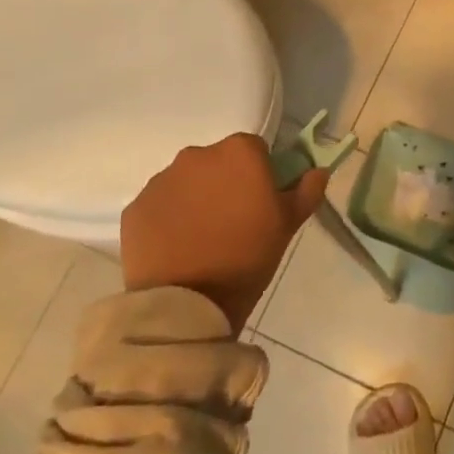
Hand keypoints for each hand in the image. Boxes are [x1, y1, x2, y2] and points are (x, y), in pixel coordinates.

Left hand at [120, 134, 328, 335]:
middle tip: (232, 221)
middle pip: (216, 162)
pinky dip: (167, 219)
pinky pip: (159, 205)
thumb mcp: (288, 226)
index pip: (254, 149)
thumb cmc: (248, 258)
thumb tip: (318, 170)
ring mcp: (161, 180)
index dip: (259, 174)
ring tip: (202, 238)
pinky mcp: (135, 207)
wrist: (188, 304)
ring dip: (195, 199)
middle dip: (224, 183)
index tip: (260, 202)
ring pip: (186, 182)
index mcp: (239, 152)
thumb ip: (306, 190)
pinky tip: (177, 247)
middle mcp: (196, 155)